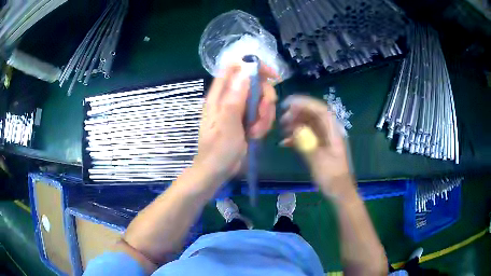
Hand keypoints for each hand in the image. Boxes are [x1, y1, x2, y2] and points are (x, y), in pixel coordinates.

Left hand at [193, 62, 278, 183]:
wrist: (217, 171)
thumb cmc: (218, 150)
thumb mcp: (227, 125)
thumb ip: (235, 98)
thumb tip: (244, 71)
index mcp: (220, 95)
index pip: (235, 67)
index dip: (253, 66)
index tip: (272, 77)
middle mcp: (231, 98)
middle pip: (255, 84)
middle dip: (264, 99)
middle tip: (262, 115)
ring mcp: (240, 109)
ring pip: (262, 100)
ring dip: (264, 116)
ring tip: (255, 132)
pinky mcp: (247, 119)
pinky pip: (263, 114)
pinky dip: (263, 124)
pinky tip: (255, 135)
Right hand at [280, 95, 352, 195]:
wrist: (338, 190)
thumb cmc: (331, 176)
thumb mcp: (319, 161)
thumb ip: (307, 144)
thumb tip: (294, 129)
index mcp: (333, 131)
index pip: (320, 110)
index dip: (305, 103)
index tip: (288, 104)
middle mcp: (329, 131)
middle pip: (313, 114)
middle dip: (297, 112)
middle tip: (282, 119)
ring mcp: (324, 138)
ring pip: (308, 123)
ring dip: (295, 123)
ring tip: (282, 129)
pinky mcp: (319, 145)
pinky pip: (306, 134)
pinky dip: (296, 136)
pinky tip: (285, 142)